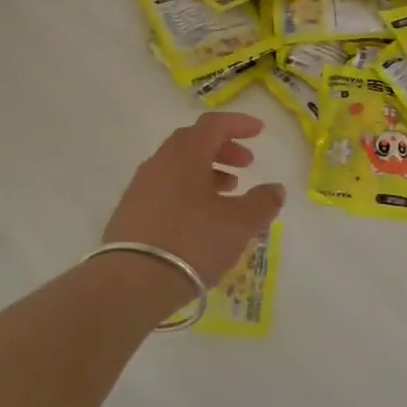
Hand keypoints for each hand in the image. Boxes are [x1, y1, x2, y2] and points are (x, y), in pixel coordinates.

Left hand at [103, 111, 285, 292]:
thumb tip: (275, 189)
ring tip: (229, 190)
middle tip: (247, 163)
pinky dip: (189, 189)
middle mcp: (160, 162)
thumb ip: (263, 203)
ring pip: (178, 165)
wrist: (131, 283)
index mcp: (186, 155)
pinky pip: (166, 187)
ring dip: (207, 170)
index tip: (260, 131)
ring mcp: (141, 187)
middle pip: (194, 141)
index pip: (213, 124)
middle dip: (223, 148)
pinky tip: (201, 215)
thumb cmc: (192, 243)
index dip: (239, 123)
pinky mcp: (131, 211)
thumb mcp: (239, 225)